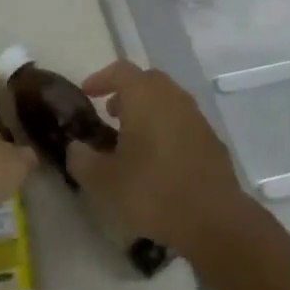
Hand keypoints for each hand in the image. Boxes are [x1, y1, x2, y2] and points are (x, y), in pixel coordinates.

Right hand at [67, 61, 249, 252]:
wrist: (213, 219)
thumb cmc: (152, 191)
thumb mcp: (103, 181)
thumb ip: (81, 159)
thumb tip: (76, 148)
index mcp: (145, 96)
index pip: (120, 70)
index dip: (101, 79)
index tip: (87, 94)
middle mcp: (172, 97)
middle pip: (147, 81)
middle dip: (126, 92)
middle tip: (110, 113)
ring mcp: (196, 117)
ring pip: (167, 100)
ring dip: (147, 111)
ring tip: (131, 139)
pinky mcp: (211, 139)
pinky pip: (182, 122)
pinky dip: (166, 128)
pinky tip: (158, 159)